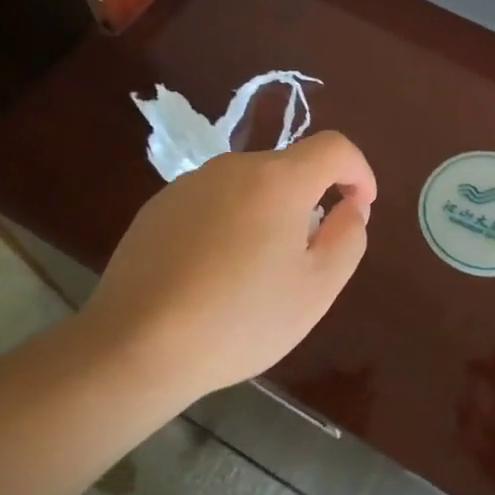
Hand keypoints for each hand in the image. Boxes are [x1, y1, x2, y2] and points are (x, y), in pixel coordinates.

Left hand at [76, 131, 375, 403]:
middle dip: (310, 200)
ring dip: (268, 213)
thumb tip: (351, 206)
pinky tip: (212, 274)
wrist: (134, 348)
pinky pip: (212, 202)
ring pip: (249, 186)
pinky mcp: (158, 207)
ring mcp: (190, 184)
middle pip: (290, 168)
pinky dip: (228, 224)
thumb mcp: (317, 288)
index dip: (358, 171)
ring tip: (255, 272)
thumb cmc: (239, 319)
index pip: (334, 147)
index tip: (360, 207)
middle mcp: (234, 167)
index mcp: (279, 179)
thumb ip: (348, 237)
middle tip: (305, 257)